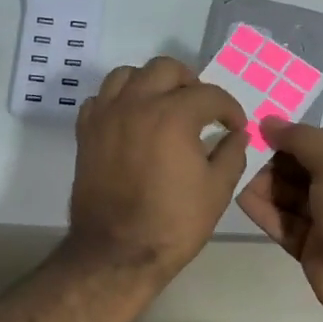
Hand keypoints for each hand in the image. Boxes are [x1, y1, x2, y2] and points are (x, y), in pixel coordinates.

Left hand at [68, 56, 248, 281]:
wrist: (118, 252)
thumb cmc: (173, 224)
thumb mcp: (217, 190)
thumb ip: (231, 153)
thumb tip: (236, 135)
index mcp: (173, 116)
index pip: (209, 95)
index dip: (229, 109)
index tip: (235, 126)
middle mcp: (136, 104)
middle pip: (165, 69)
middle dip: (190, 83)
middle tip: (201, 108)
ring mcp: (106, 116)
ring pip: (127, 75)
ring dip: (150, 83)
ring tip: (163, 105)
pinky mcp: (86, 133)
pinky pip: (100, 99)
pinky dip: (118, 101)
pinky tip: (131, 121)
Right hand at [237, 120, 322, 316]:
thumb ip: (303, 141)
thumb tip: (270, 121)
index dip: (296, 135)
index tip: (262, 129)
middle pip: (305, 169)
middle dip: (277, 161)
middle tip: (245, 151)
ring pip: (292, 197)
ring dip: (267, 185)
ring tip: (238, 173)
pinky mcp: (310, 245)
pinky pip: (284, 222)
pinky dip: (265, 211)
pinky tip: (241, 197)